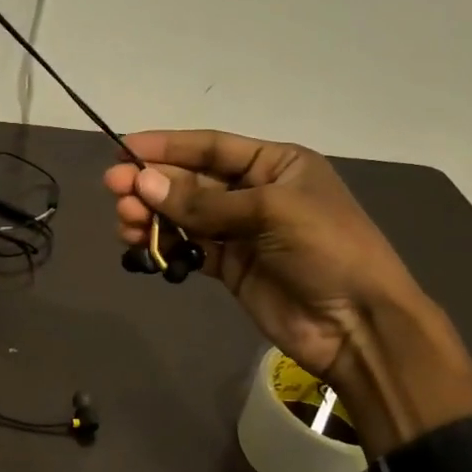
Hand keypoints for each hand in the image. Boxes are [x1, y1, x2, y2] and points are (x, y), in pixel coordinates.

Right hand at [104, 131, 471, 455]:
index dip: (167, 147)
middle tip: (114, 190)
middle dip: (153, 184)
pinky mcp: (230, 267)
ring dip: (153, 215)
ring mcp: (241, 232)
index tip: (124, 150)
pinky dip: (164, 245)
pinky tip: (141, 245)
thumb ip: (203, 202)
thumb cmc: (326, 249)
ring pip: (185, 215)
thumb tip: (142, 185)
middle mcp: (255, 192)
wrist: (357, 325)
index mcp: (276, 164)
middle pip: (192, 181)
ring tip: (124, 222)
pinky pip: (189, 247)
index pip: (211, 147)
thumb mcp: (270, 212)